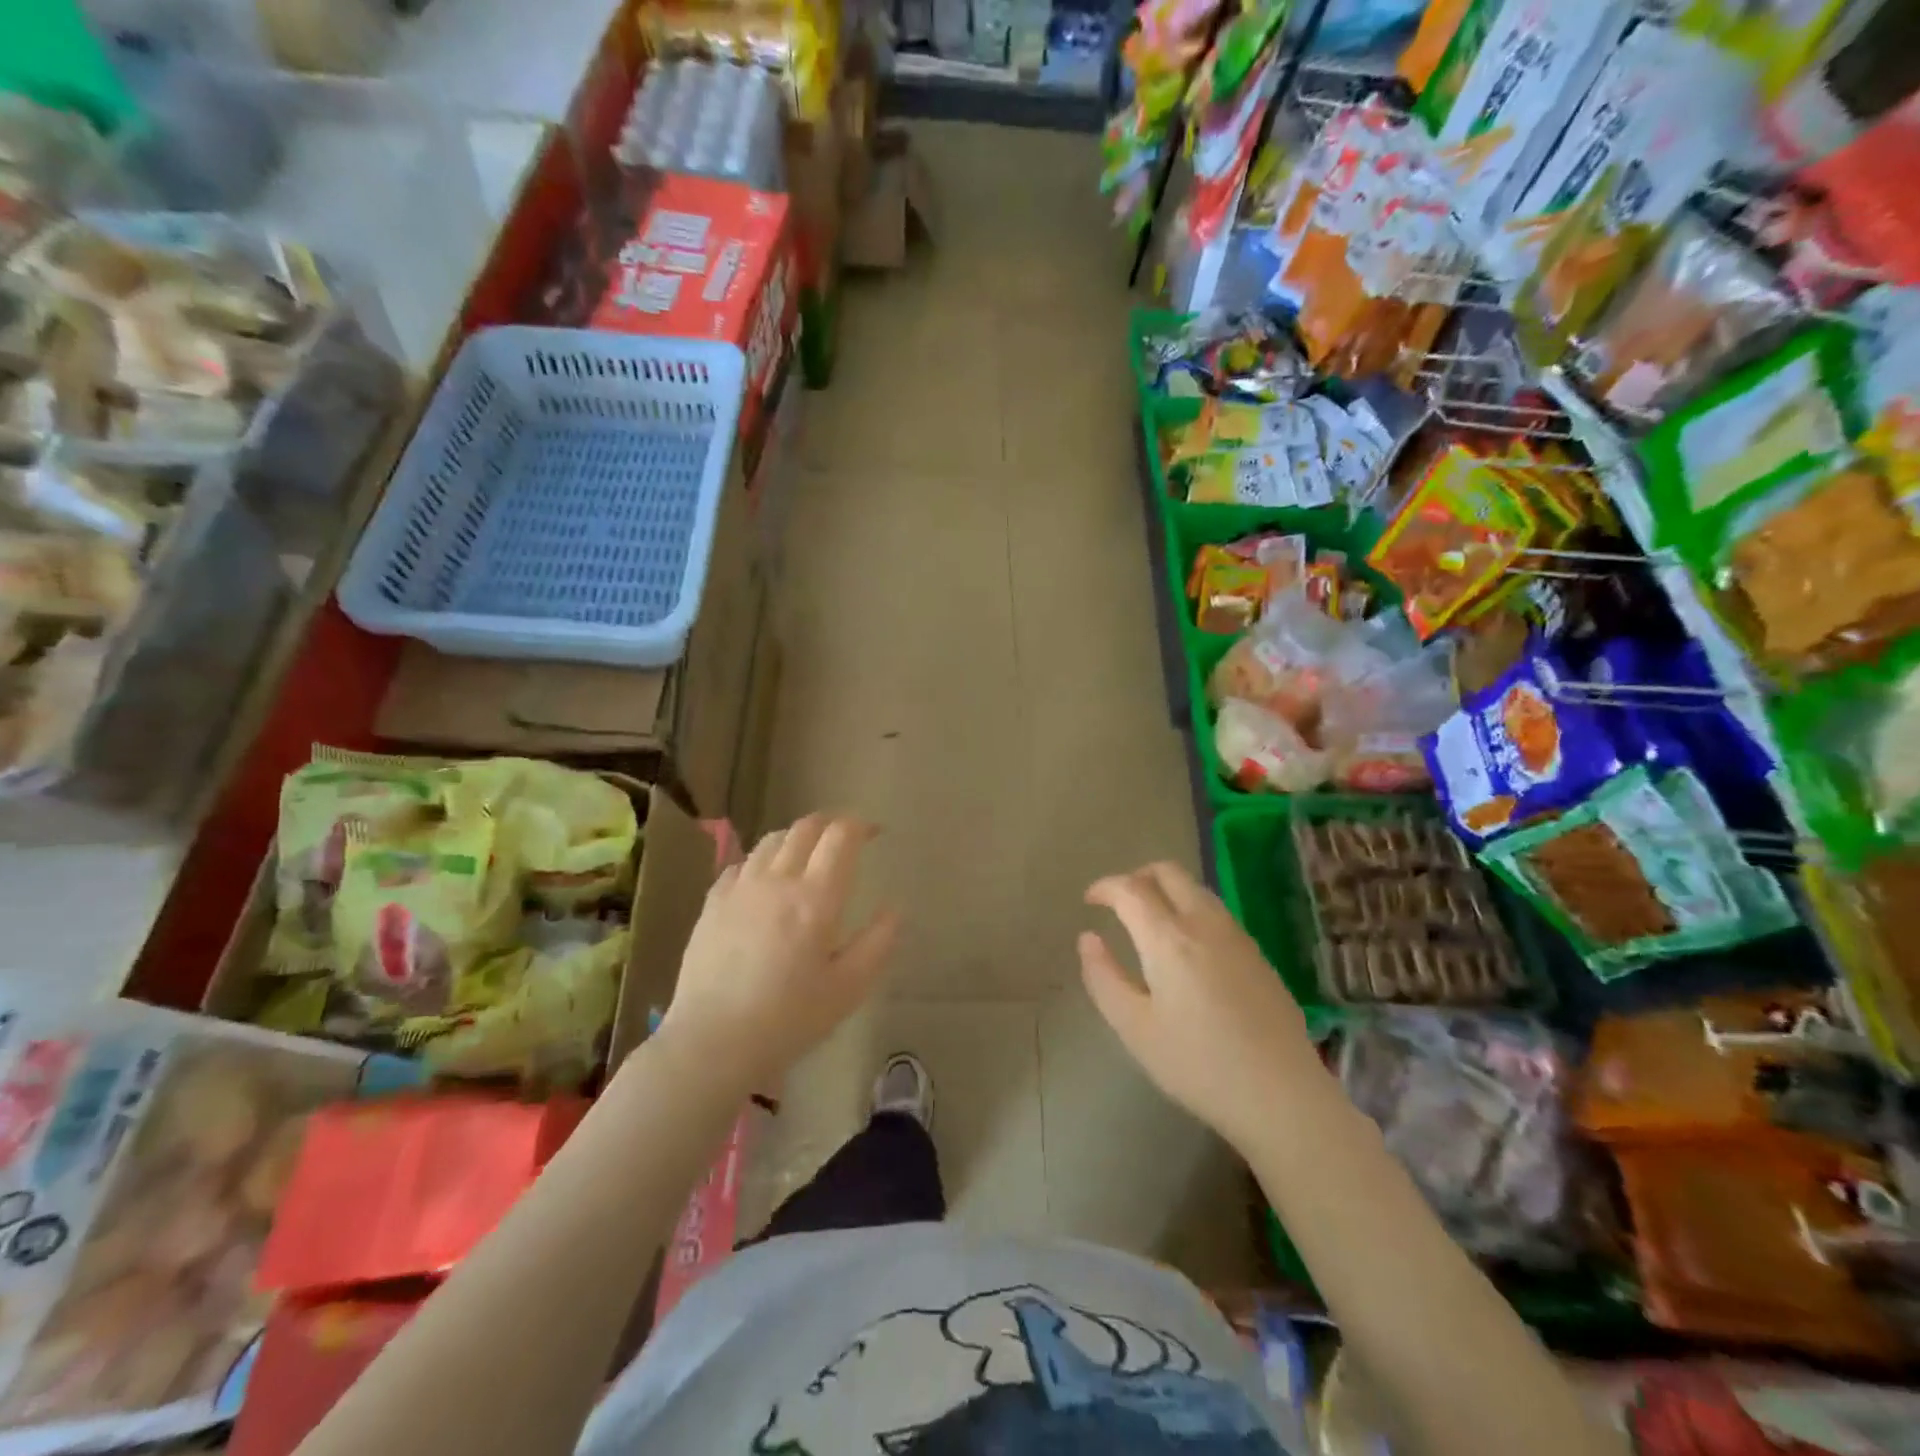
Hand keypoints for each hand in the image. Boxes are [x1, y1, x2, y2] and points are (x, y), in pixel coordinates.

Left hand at [660, 814, 900, 1090]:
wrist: (712, 1043)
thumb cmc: (789, 1019)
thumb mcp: (849, 989)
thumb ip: (878, 943)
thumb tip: (895, 909)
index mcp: (816, 898)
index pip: (840, 837)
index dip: (859, 825)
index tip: (873, 832)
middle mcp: (778, 880)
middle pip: (805, 828)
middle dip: (830, 823)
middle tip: (844, 837)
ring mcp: (740, 889)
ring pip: (771, 840)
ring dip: (796, 837)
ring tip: (806, 854)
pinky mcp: (712, 904)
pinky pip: (741, 864)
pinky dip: (761, 861)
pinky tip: (764, 880)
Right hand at [1078, 861, 1322, 1151]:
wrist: (1282, 1095)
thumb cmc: (1198, 1065)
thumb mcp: (1134, 1028)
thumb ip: (1104, 978)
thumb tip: (1087, 939)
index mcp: (1169, 939)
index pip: (1131, 889)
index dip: (1105, 887)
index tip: (1089, 900)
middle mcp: (1204, 924)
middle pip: (1168, 872)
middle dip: (1137, 876)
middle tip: (1118, 902)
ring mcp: (1237, 936)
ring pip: (1195, 888)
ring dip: (1166, 890)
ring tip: (1148, 921)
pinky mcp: (1258, 953)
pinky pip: (1215, 911)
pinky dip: (1190, 908)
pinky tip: (1185, 947)